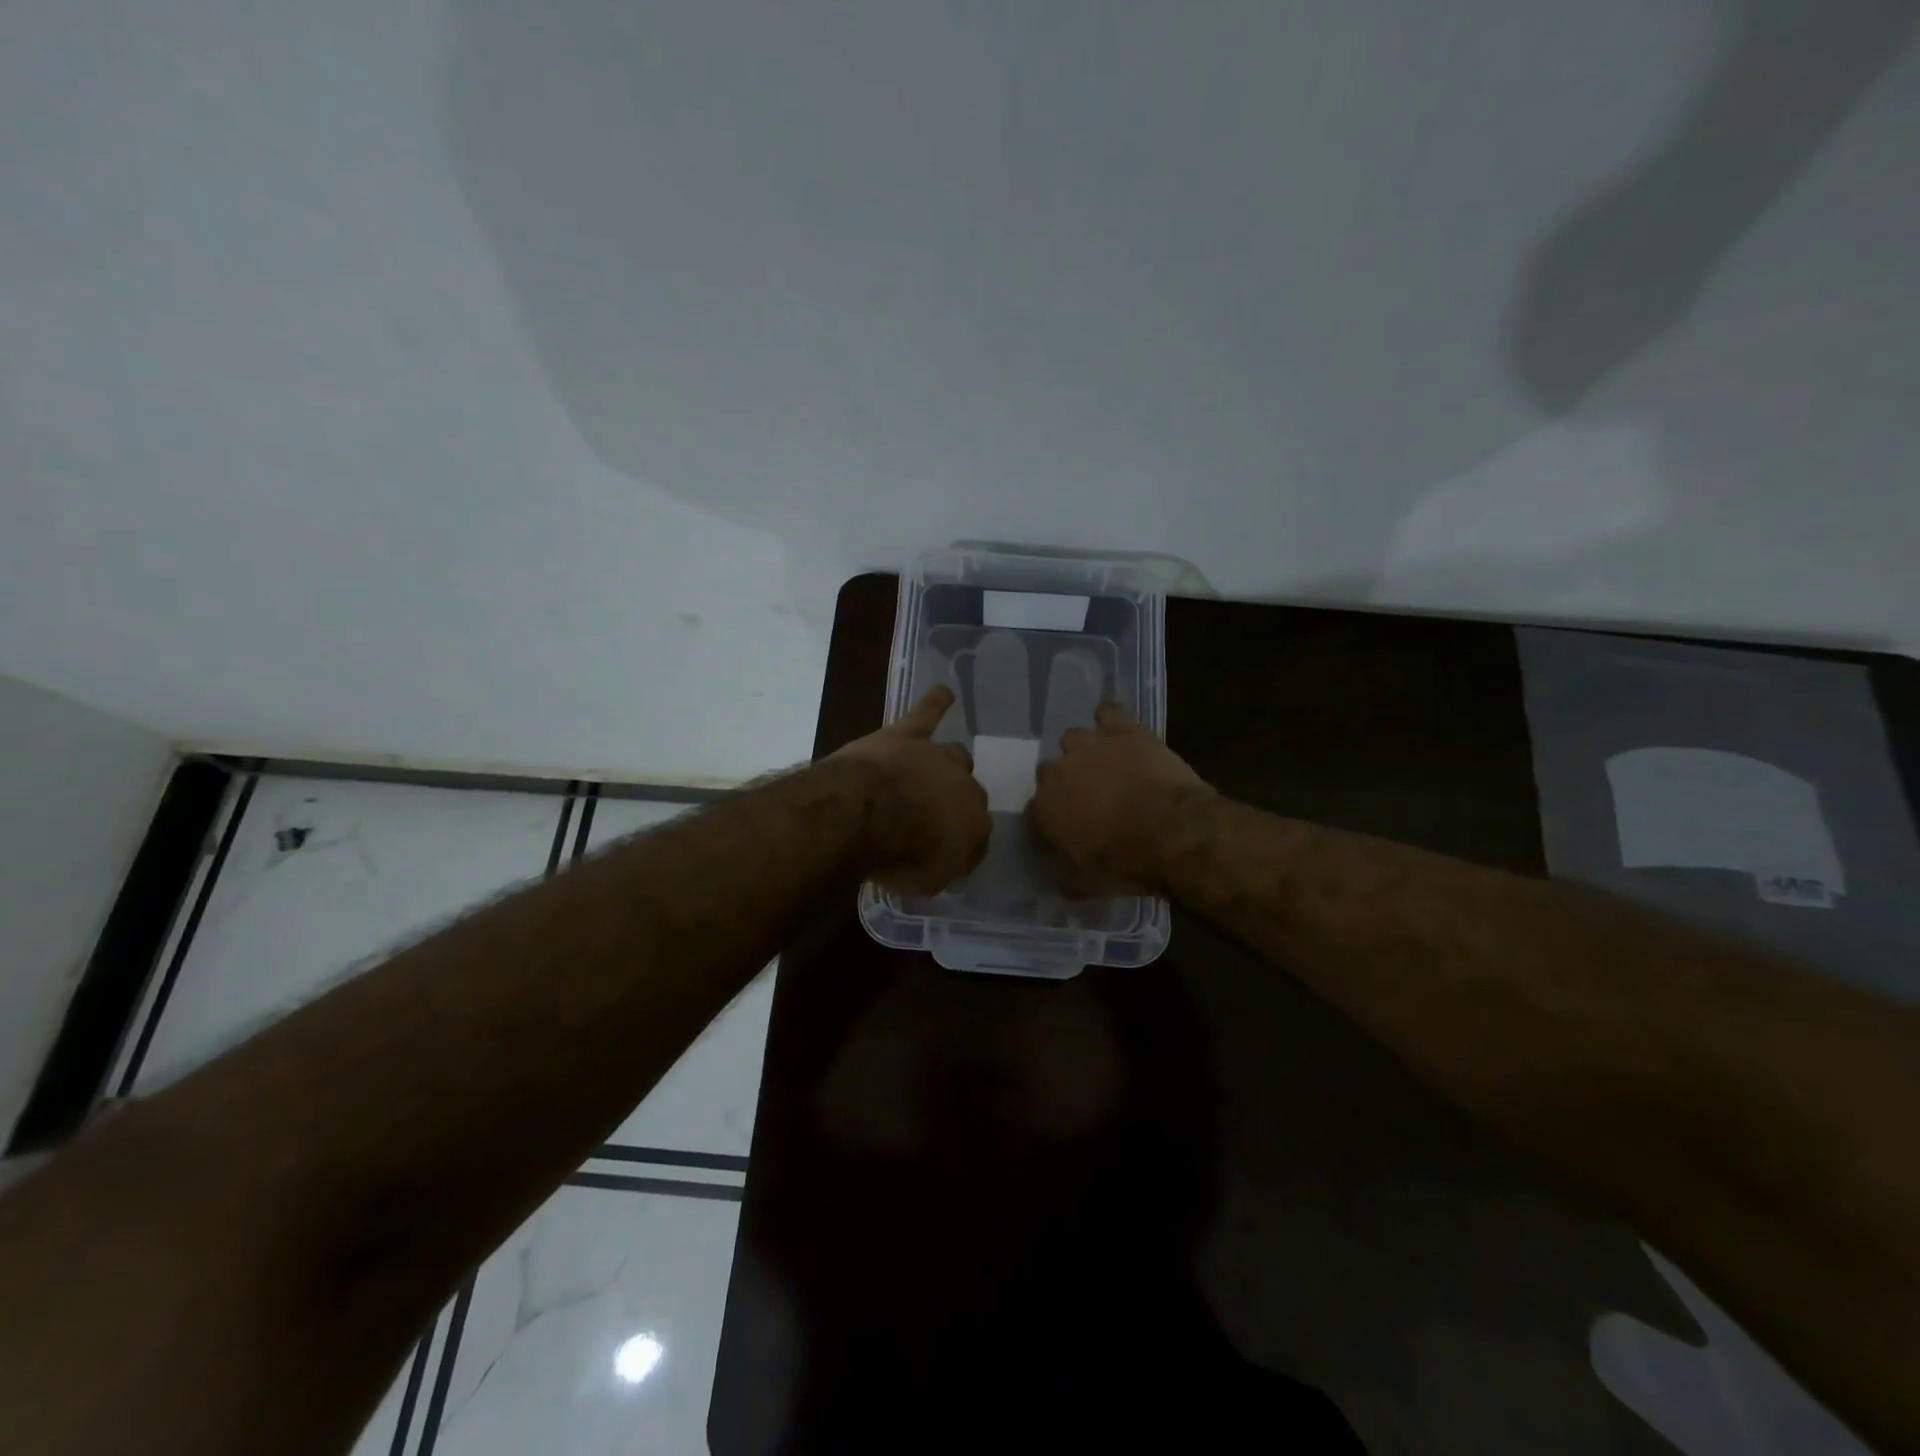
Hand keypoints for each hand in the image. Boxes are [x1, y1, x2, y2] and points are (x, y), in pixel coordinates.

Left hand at [834, 686, 989, 894]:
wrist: (865, 814)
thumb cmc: (898, 855)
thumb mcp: (925, 882)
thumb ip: (940, 868)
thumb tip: (944, 859)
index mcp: (976, 825)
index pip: (976, 833)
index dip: (961, 842)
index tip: (944, 852)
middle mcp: (965, 785)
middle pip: (968, 791)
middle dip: (955, 801)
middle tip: (934, 814)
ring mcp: (936, 756)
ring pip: (954, 754)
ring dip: (948, 763)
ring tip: (944, 766)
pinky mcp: (907, 735)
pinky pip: (927, 714)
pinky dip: (935, 703)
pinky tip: (944, 693)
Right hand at [1029, 701, 1213, 895]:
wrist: (1175, 832)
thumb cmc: (1131, 863)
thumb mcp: (1096, 885)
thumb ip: (1073, 882)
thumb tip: (1063, 885)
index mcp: (1045, 810)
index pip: (1036, 811)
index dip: (1052, 819)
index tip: (1068, 829)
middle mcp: (1058, 773)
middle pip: (1050, 771)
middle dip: (1066, 782)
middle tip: (1089, 798)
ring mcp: (1090, 746)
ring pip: (1073, 738)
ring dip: (1084, 750)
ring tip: (1105, 764)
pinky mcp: (1122, 730)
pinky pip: (1108, 711)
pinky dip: (1111, 718)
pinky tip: (1118, 728)